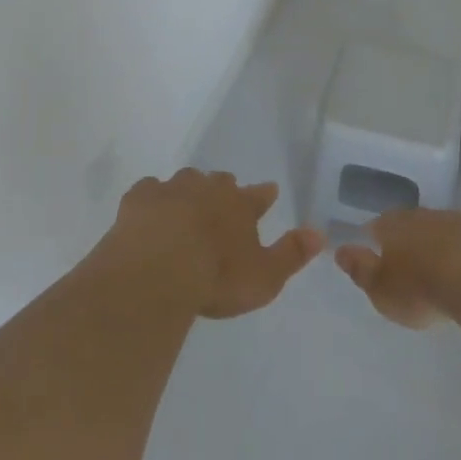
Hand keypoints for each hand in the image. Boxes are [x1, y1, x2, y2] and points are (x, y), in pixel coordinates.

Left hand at [102, 169, 324, 319]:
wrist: (158, 270)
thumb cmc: (216, 277)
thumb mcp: (264, 277)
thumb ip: (291, 255)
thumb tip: (320, 233)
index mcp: (239, 205)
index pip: (258, 195)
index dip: (264, 195)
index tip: (269, 192)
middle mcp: (207, 188)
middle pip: (220, 182)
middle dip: (223, 190)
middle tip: (223, 202)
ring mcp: (172, 189)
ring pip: (186, 181)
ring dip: (189, 192)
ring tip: (187, 207)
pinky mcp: (140, 198)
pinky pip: (150, 190)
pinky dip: (153, 199)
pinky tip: (150, 211)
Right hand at [336, 209, 460, 328]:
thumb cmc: (423, 287)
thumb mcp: (383, 290)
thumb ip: (362, 271)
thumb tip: (340, 251)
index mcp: (393, 226)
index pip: (377, 227)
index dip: (374, 240)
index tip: (375, 253)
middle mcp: (423, 215)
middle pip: (410, 224)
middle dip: (408, 239)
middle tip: (410, 262)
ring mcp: (458, 220)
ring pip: (442, 230)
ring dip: (440, 245)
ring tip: (443, 270)